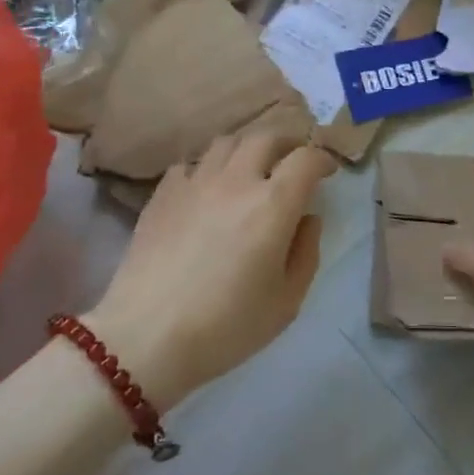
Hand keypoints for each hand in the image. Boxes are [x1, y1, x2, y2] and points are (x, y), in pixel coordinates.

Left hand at [88, 128, 336, 407]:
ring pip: (226, 142)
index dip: (322, 158)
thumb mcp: (287, 301)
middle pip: (266, 137)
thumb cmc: (226, 327)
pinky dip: (206, 168)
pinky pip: (189, 164)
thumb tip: (308, 218)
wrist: (146, 337)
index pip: (306, 158)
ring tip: (250, 168)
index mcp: (273, 204)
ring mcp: (195, 182)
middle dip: (286, 143)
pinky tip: (206, 190)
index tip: (327, 171)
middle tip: (292, 161)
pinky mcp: (163, 194)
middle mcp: (236, 181)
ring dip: (246, 149)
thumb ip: (306, 252)